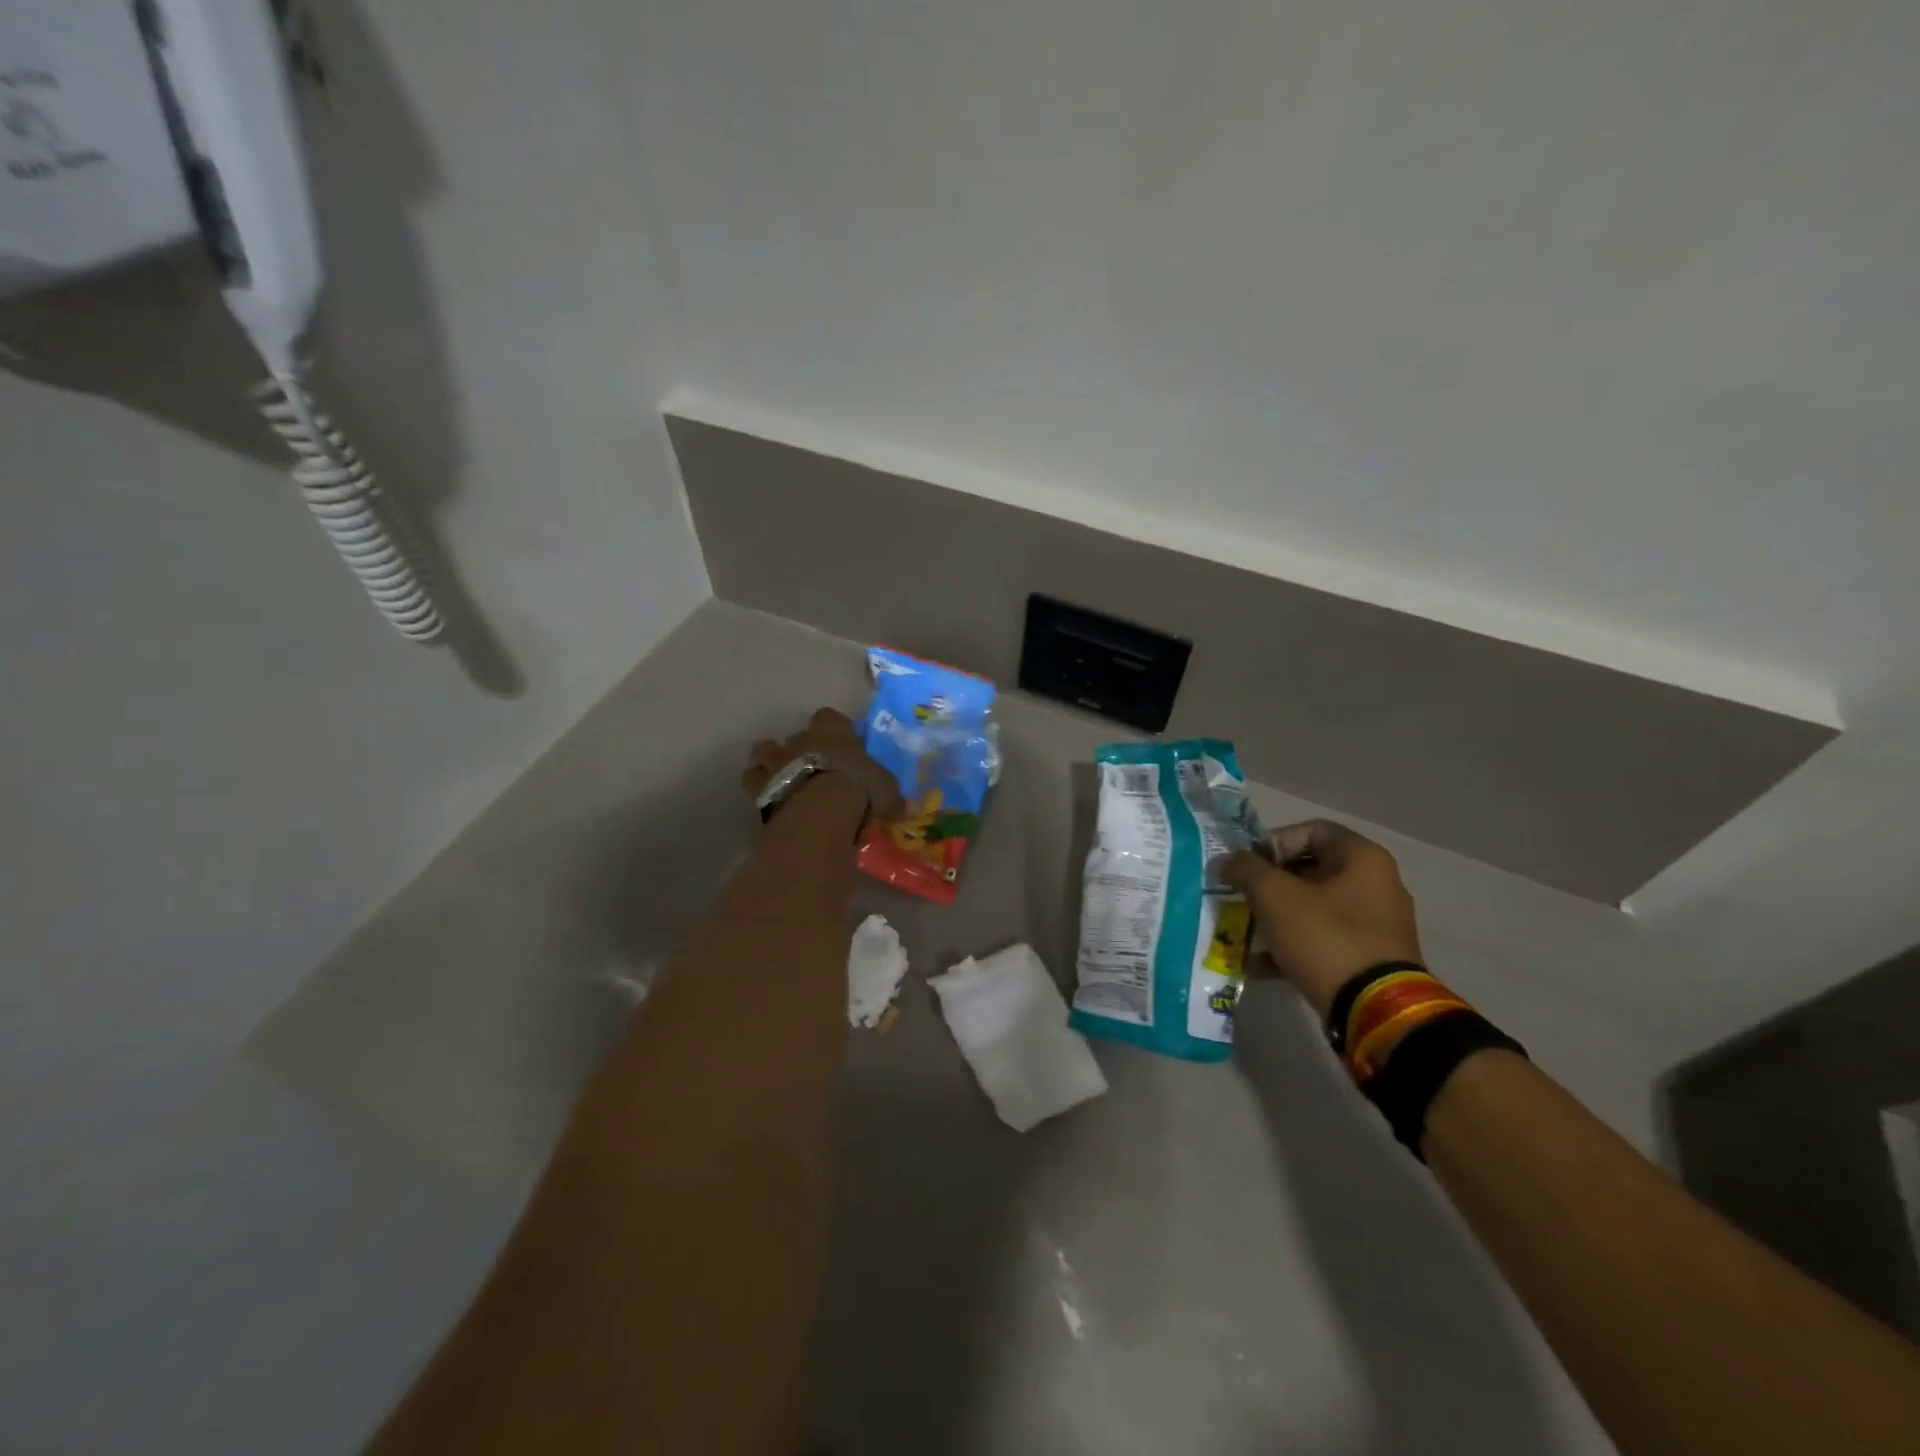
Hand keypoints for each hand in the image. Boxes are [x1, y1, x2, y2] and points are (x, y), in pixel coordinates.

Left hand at [740, 708, 905, 822]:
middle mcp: (800, 740)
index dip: (834, 729)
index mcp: (832, 731)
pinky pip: (754, 785)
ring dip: (770, 764)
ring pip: (763, 753)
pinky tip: (772, 803)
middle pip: (792, 735)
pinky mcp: (759, 789)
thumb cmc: (858, 789)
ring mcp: (776, 762)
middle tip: (810, 766)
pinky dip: (761, 791)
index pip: (829, 717)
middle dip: (798, 748)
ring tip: (781, 780)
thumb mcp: (886, 791)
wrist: (819, 812)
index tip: (842, 743)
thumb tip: (909, 808)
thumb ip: (892, 797)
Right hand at [1222, 819, 1423, 1017]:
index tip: (1247, 868)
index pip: (1309, 830)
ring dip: (1275, 916)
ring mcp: (1375, 923)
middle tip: (1240, 899)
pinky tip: (1259, 963)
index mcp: (1362, 858)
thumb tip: (1225, 862)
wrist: (1376, 1010)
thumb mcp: (1274, 896)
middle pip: (1309, 869)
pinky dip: (1291, 944)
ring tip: (1244, 932)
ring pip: (1312, 906)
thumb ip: (1245, 870)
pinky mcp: (1369, 957)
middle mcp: (1376, 883)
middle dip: (1267, 884)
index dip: (1271, 843)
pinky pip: (1322, 938)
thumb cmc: (1325, 937)